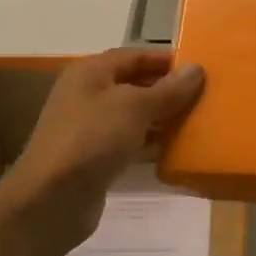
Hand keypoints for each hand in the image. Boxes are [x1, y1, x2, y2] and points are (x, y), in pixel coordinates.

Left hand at [0, 49, 205, 250]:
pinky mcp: (94, 157)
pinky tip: (175, 149)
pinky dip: (150, 142)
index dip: (167, 60)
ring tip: (197, 121)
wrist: (51, 199)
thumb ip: (168, 90)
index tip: (201, 69)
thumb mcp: (134, 108)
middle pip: (134, 84)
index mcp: (91, 72)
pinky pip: (128, 141)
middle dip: (167, 89)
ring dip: (162, 117)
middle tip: (205, 96)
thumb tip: (196, 69)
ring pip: (133, 114)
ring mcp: (89, 128)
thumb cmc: (92, 139)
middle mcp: (87, 94)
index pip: (135, 55)